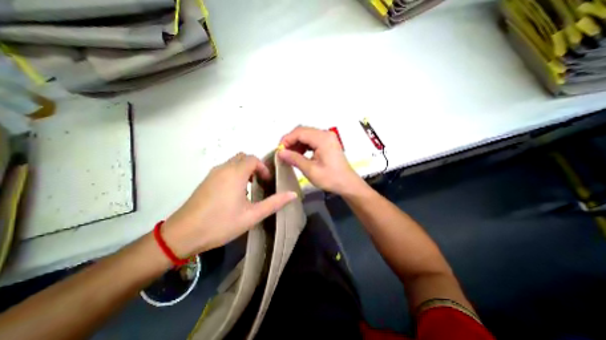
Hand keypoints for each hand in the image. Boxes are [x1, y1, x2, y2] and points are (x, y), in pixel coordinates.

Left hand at [162, 151, 296, 256]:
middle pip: (243, 157)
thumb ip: (274, 203)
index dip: (263, 168)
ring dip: (244, 170)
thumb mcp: (252, 215)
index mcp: (235, 173)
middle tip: (259, 182)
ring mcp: (212, 174)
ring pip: (233, 162)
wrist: (182, 235)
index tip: (266, 182)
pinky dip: (234, 173)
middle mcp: (223, 169)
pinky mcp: (206, 181)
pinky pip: (224, 169)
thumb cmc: (221, 223)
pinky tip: (234, 193)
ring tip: (249, 188)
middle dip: (254, 166)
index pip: (253, 159)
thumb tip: (293, 194)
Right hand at [278, 126, 363, 196]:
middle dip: (290, 141)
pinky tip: (299, 154)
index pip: (299, 132)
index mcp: (323, 139)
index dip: (287, 139)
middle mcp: (325, 134)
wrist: (347, 183)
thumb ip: (295, 159)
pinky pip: (312, 140)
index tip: (279, 150)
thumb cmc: (331, 178)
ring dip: (296, 143)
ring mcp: (327, 138)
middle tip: (283, 152)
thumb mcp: (311, 170)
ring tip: (289, 154)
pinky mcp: (327, 143)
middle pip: (303, 131)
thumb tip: (281, 152)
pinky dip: (303, 146)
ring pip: (306, 135)